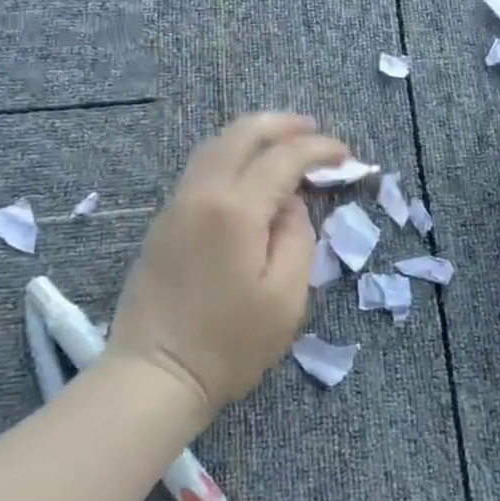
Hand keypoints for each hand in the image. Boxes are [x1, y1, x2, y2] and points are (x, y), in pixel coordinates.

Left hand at [107, 113, 346, 411]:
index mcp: (236, 209)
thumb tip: (290, 203)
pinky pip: (203, 166)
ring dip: (255, 135)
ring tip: (286, 142)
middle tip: (316, 131)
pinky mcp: (165, 220)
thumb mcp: (286, 297)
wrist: (154, 375)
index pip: (284, 158)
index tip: (345, 156)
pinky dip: (233, 153)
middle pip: (243, 133)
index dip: (319, 149)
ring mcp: (177, 203)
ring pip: (217, 144)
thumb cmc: (229, 344)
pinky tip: (250, 170)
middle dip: (284, 125)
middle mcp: (202, 192)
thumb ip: (297, 236)